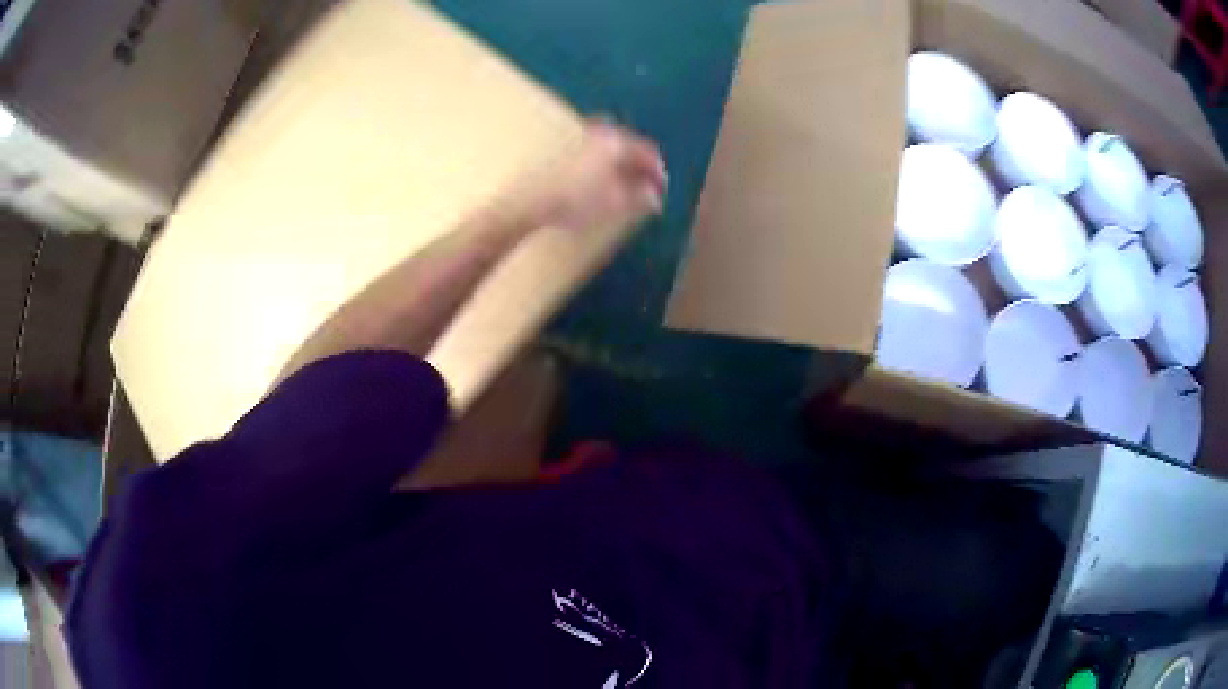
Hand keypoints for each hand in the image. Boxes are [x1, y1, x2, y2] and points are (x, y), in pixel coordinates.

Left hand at [525, 120, 666, 230]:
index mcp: (615, 141)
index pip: (645, 150)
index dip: (657, 169)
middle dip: (636, 161)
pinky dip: (598, 161)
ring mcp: (574, 137)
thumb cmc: (576, 200)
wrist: (528, 200)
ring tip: (620, 182)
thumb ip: (638, 197)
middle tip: (643, 182)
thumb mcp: (614, 203)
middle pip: (625, 142)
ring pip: (605, 144)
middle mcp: (596, 131)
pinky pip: (587, 149)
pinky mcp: (555, 147)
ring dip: (617, 160)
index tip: (662, 187)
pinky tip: (594, 178)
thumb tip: (655, 197)